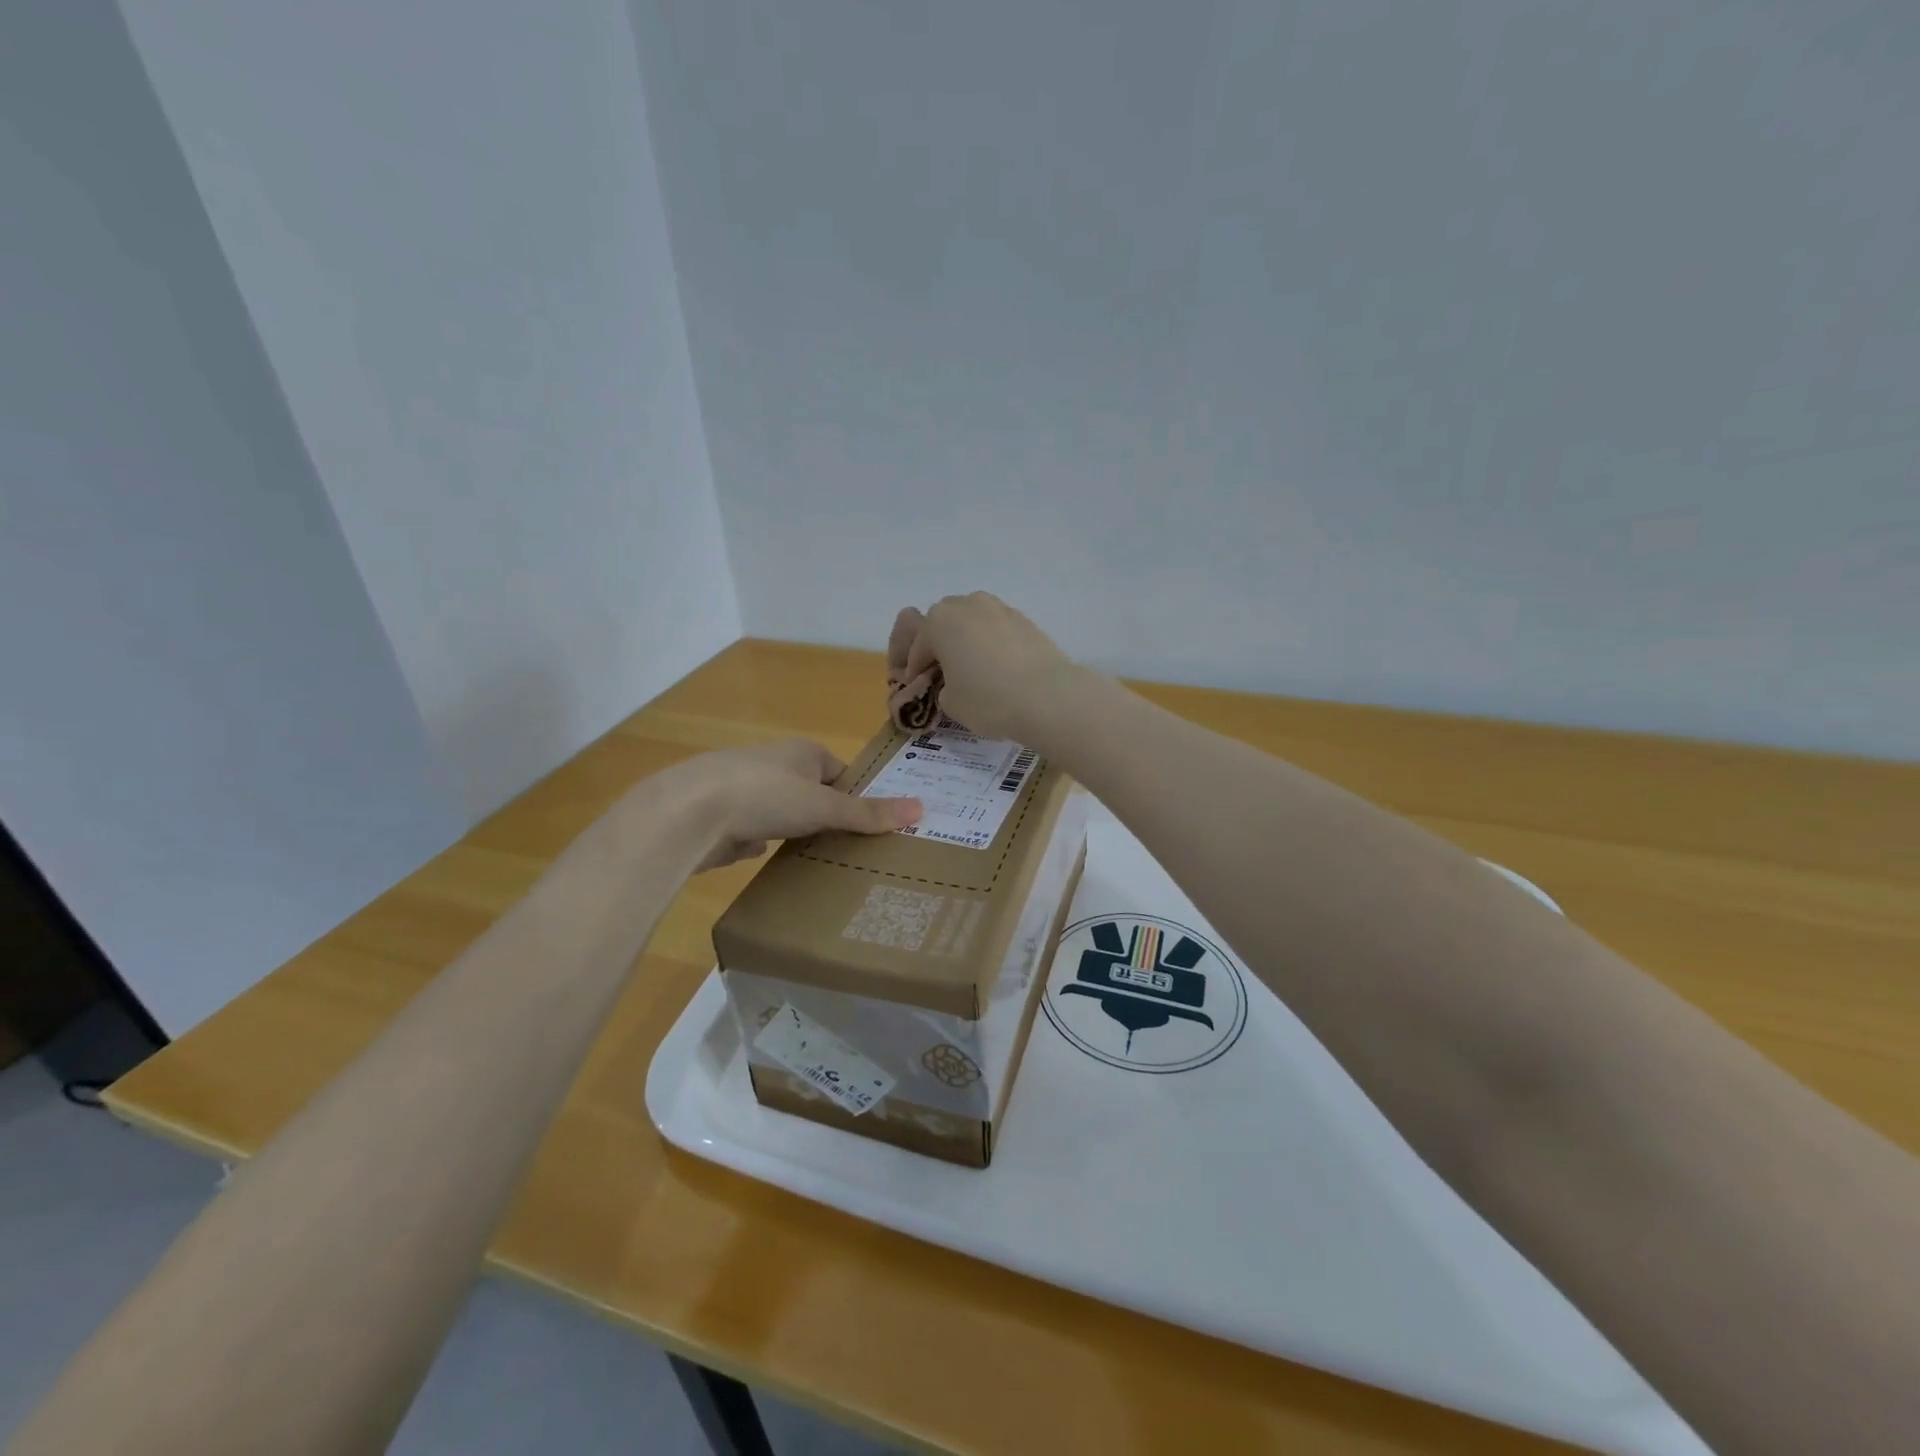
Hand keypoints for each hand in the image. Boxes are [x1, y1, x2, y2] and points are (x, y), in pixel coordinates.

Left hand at [652, 738, 921, 871]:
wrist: (689, 813)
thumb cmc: (765, 795)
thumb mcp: (825, 806)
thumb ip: (868, 813)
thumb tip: (922, 809)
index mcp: (802, 752)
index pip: (839, 771)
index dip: (854, 797)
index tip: (868, 827)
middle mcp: (773, 763)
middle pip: (810, 792)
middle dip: (824, 817)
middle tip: (848, 849)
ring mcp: (744, 789)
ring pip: (780, 811)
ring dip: (792, 830)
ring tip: (814, 860)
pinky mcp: (721, 816)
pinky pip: (751, 829)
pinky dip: (759, 841)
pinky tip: (767, 860)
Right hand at [892, 593, 1083, 741]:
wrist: (1047, 697)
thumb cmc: (987, 699)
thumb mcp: (950, 703)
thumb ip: (943, 687)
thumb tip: (953, 683)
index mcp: (939, 622)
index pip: (918, 647)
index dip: (914, 670)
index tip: (916, 688)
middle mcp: (967, 605)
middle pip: (944, 624)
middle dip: (939, 646)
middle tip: (942, 673)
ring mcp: (999, 609)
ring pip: (973, 622)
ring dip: (967, 640)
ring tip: (972, 668)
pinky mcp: (1026, 620)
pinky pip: (997, 630)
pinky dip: (992, 644)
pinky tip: (997, 667)